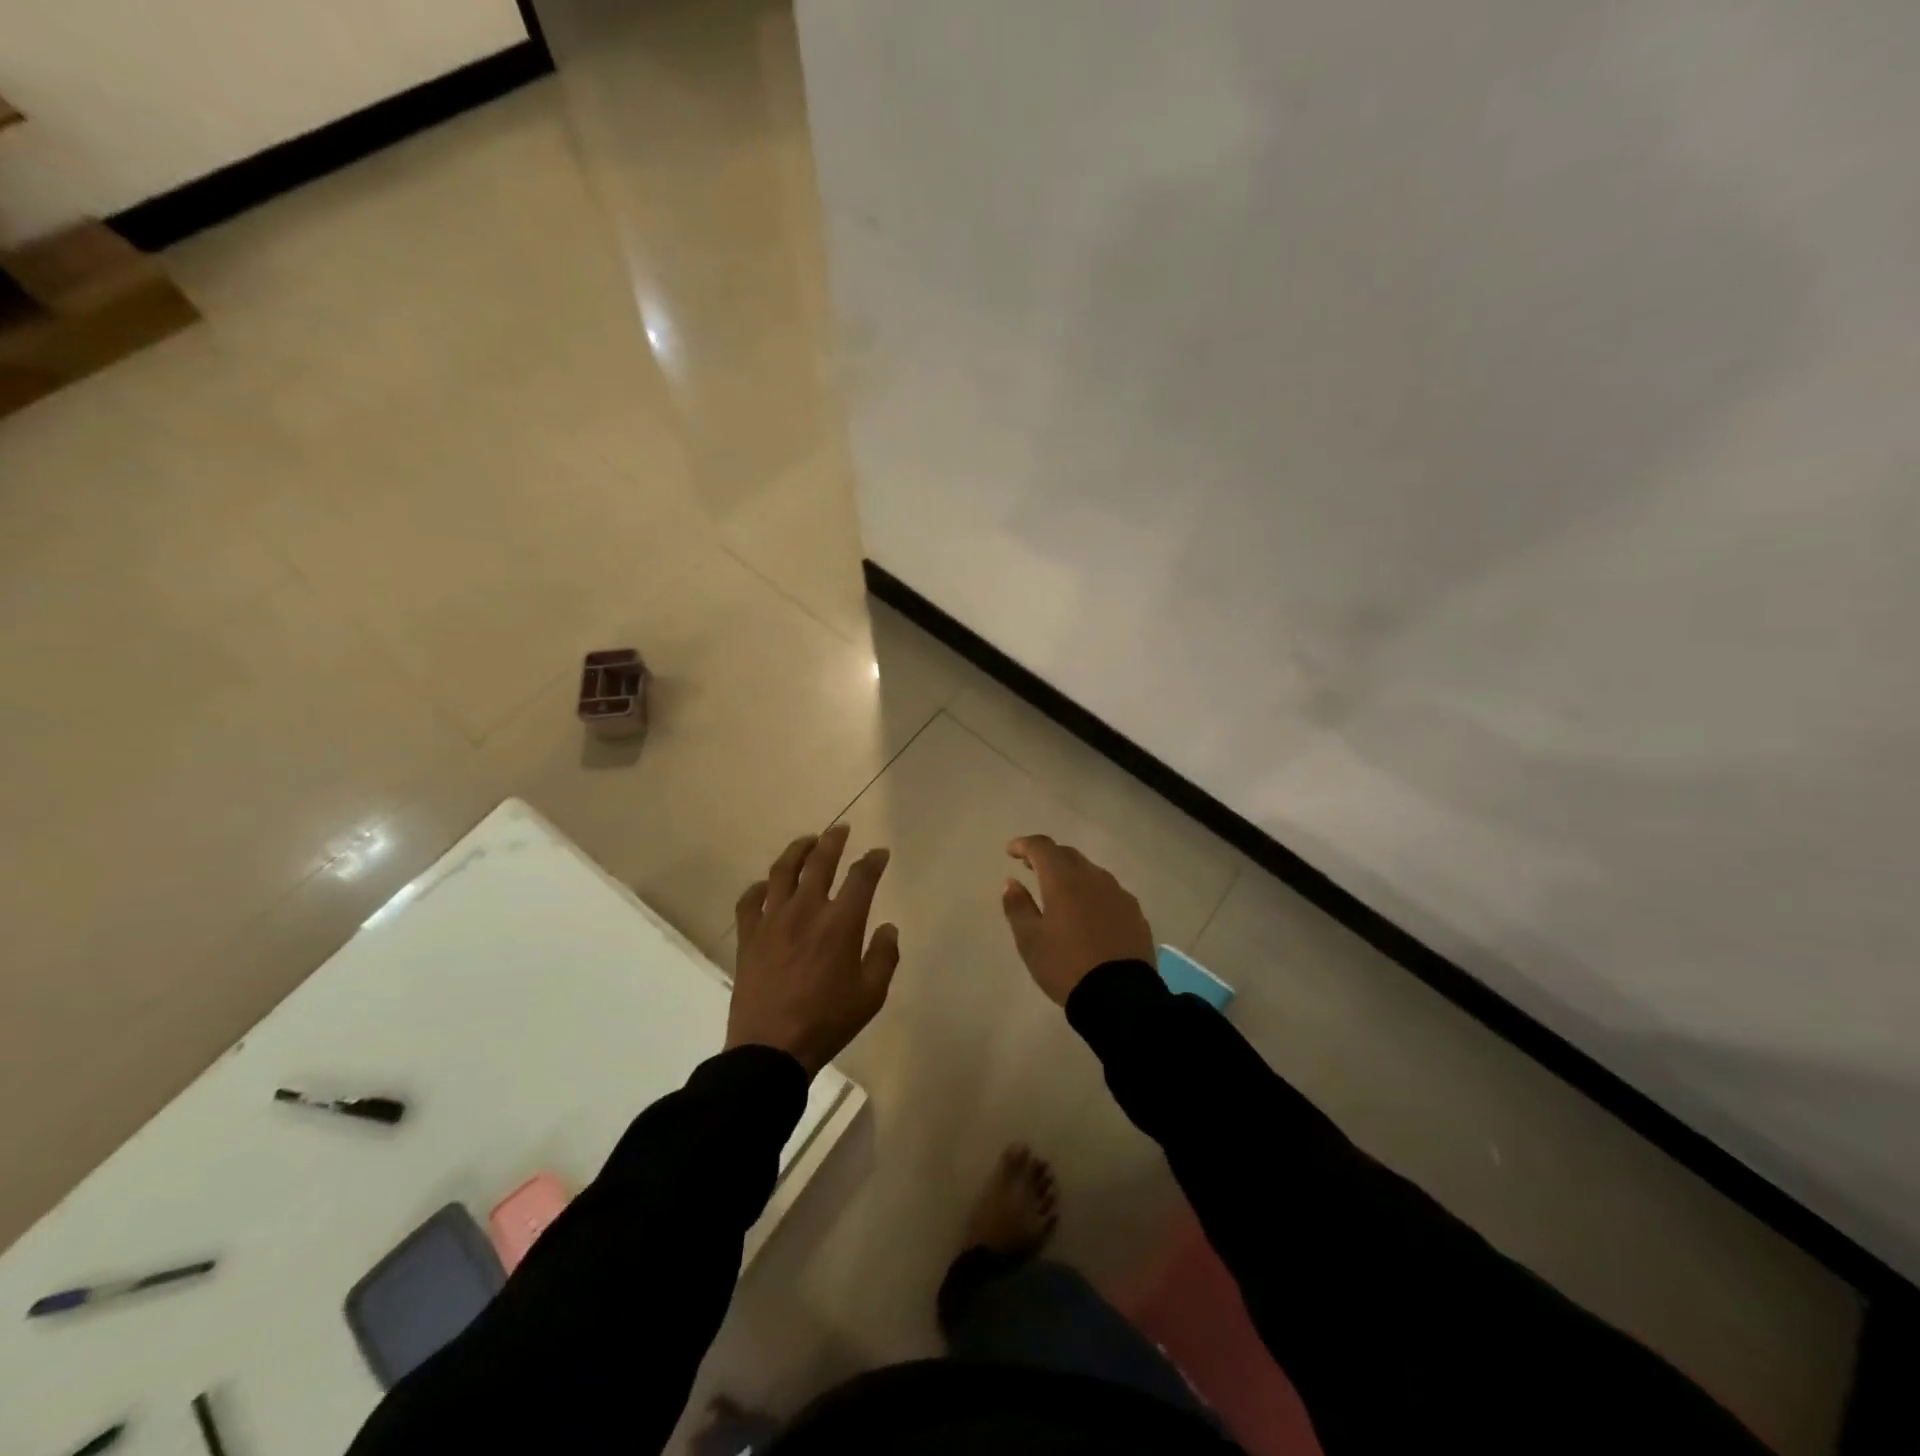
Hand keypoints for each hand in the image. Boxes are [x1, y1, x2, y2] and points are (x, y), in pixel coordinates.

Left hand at [727, 824, 898, 1076]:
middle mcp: (806, 910)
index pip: (861, 877)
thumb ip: (884, 956)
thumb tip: (888, 927)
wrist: (770, 1049)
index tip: (879, 853)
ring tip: (807, 841)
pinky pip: (750, 900)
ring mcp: (773, 920)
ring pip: (783, 871)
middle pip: (820, 862)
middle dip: (833, 841)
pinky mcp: (749, 936)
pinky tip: (766, 885)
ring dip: (797, 850)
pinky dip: (759, 887)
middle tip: (841, 830)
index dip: (873, 860)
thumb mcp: (871, 995)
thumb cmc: (828, 1022)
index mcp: (841, 923)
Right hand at [1001, 835, 1154, 1005]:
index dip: (1024, 844)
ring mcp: (1118, 894)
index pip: (1042, 847)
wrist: (1120, 998)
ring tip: (1059, 892)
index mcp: (1064, 880)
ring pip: (1090, 872)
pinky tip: (1088, 913)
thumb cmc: (1066, 966)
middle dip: (1048, 857)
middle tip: (1031, 867)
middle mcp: (1094, 878)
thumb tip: (1012, 882)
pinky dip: (1092, 893)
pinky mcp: (1135, 912)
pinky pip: (1108, 892)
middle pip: (1068, 855)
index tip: (1011, 851)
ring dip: (1071, 874)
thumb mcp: (1030, 941)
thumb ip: (1018, 906)